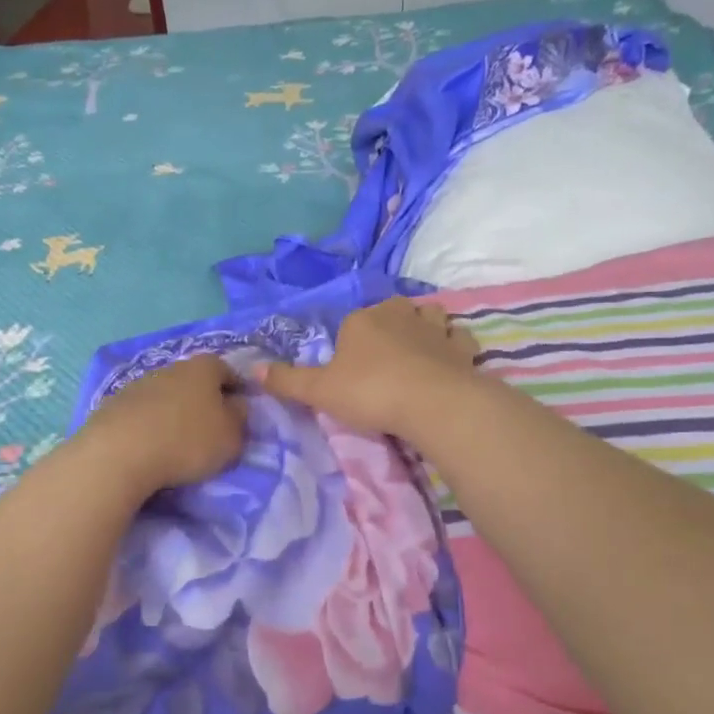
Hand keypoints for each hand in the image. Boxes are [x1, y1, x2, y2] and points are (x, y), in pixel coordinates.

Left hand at [75, 355, 247, 496]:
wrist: (119, 453)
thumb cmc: (187, 442)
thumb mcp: (231, 437)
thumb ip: (240, 418)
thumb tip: (236, 405)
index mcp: (203, 368)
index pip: (227, 370)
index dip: (236, 389)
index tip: (239, 412)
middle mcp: (170, 367)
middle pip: (193, 380)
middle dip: (203, 400)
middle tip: (209, 428)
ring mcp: (138, 384)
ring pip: (165, 395)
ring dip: (173, 412)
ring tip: (176, 440)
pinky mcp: (112, 404)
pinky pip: (141, 412)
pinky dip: (149, 424)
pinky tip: (149, 446)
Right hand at [255, 297, 480, 436]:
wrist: (430, 403)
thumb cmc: (369, 392)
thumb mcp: (319, 391)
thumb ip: (287, 381)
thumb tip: (252, 370)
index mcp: (362, 319)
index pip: (351, 322)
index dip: (349, 343)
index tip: (349, 370)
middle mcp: (399, 314)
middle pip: (392, 310)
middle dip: (388, 326)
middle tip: (381, 360)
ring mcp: (434, 328)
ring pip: (430, 316)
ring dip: (424, 327)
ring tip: (417, 350)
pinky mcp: (461, 347)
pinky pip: (457, 337)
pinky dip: (453, 345)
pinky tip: (447, 360)